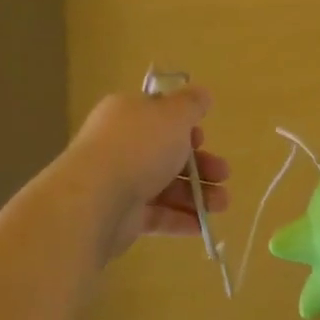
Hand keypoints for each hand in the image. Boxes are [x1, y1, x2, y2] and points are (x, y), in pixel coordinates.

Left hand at [60, 87, 229, 261]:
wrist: (96, 200)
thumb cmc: (138, 147)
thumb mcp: (173, 115)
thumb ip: (191, 104)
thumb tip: (201, 93)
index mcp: (128, 115)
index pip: (159, 117)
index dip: (185, 127)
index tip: (203, 138)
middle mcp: (121, 146)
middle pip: (167, 154)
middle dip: (201, 165)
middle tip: (224, 174)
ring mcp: (120, 182)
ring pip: (166, 187)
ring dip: (198, 195)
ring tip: (222, 204)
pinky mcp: (122, 216)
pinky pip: (157, 215)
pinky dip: (181, 219)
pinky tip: (203, 226)